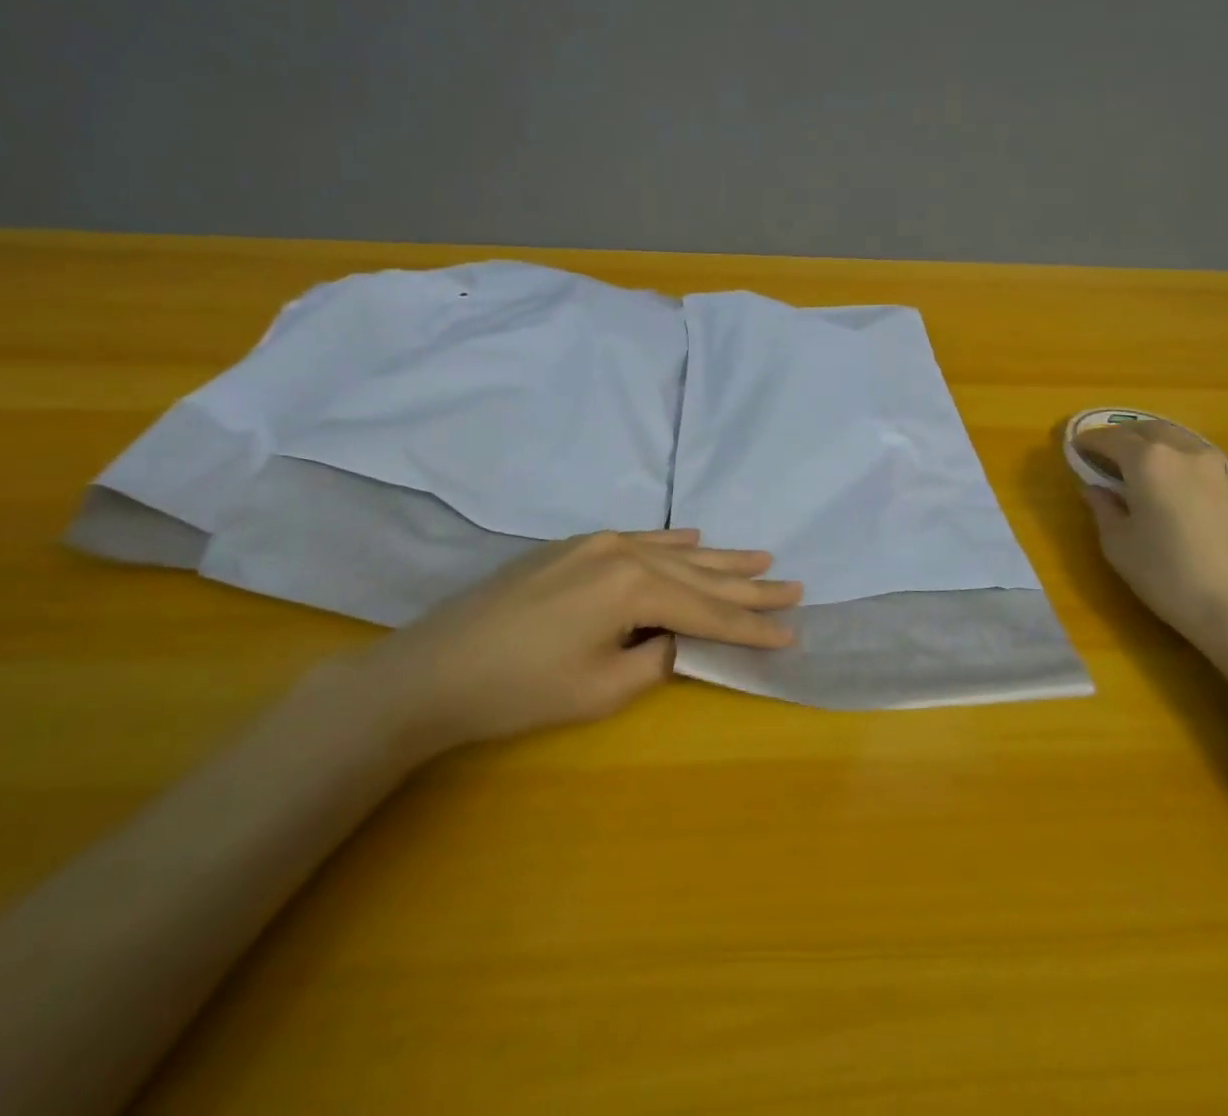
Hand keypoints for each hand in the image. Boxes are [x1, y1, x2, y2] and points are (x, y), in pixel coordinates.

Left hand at [360, 528, 800, 752]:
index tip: (793, 632)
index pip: (708, 612)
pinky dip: (672, 543)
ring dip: (718, 558)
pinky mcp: (572, 547)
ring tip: (761, 557)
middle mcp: (623, 552)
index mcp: (634, 586)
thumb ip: (657, 658)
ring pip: (673, 552)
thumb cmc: (519, 689)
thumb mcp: (602, 688)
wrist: (433, 669)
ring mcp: (595, 543)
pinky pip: (638, 540)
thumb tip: (679, 640)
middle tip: (794, 586)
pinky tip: (695, 537)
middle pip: (699, 575)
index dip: (751, 627)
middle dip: (748, 586)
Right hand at [1075, 420, 1227, 656]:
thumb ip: (1103, 509)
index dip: (1089, 441)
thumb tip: (1095, 489)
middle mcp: (1183, 451)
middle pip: (1147, 429)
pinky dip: (1173, 458)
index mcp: (1149, 460)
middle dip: (1121, 435)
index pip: (1111, 438)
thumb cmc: (1169, 575)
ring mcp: (1215, 467)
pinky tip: (1166, 482)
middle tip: (1101, 452)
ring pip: (1176, 439)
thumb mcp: (1119, 545)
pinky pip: (1195, 457)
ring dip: (1150, 443)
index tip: (1074, 448)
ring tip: (1133, 464)